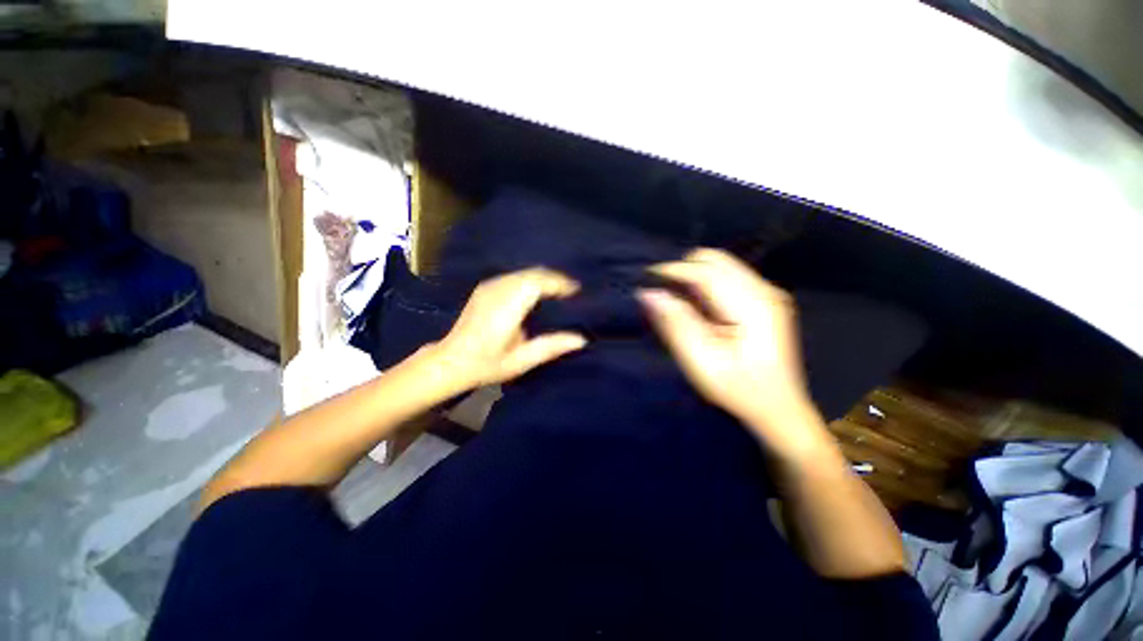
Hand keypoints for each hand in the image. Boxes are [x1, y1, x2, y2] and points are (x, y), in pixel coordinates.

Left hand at [433, 267, 587, 390]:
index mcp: (507, 307)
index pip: (537, 282)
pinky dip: (530, 280)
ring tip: (559, 291)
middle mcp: (497, 290)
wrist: (449, 362)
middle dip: (554, 278)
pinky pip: (514, 276)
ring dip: (543, 278)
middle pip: (532, 273)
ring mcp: (489, 287)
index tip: (576, 290)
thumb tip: (581, 339)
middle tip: (572, 291)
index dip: (559, 282)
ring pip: (523, 272)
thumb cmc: (485, 365)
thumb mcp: (521, 361)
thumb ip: (550, 347)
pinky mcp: (484, 288)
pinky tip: (537, 292)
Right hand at [639, 248, 820, 446]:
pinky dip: (705, 284)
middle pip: (716, 259)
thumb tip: (649, 293)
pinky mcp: (764, 298)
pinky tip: (697, 307)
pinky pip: (727, 276)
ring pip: (721, 264)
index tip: (645, 278)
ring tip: (677, 301)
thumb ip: (675, 324)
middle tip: (663, 293)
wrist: (778, 407)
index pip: (706, 271)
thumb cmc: (738, 390)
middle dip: (683, 269)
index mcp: (753, 306)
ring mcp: (767, 292)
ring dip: (693, 276)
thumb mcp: (701, 362)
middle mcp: (764, 291)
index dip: (673, 270)